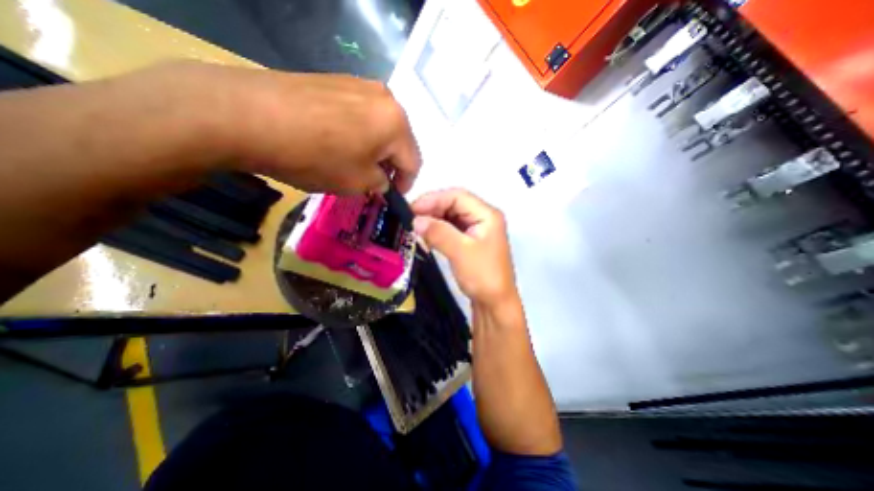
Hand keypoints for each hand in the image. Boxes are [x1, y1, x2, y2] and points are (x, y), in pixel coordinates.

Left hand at [159, 62, 423, 196]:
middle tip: (376, 181)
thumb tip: (382, 180)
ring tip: (357, 162)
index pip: (414, 162)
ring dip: (376, 148)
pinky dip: (360, 133)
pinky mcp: (337, 81)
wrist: (248, 115)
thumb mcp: (358, 183)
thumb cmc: (315, 157)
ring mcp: (360, 85)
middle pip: (400, 141)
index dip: (406, 184)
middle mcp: (385, 98)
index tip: (393, 196)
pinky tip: (340, 142)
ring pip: (381, 127)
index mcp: (396, 124)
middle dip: (392, 165)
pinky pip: (361, 114)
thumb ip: (381, 183)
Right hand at [413, 187, 512, 306]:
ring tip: (415, 226)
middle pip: (454, 204)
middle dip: (432, 209)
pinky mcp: (471, 241)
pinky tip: (426, 235)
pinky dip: (438, 230)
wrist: (495, 304)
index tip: (412, 209)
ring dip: (433, 220)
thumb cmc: (482, 276)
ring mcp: (477, 229)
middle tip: (410, 218)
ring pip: (451, 216)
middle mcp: (483, 217)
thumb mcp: (460, 252)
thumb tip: (415, 220)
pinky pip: (451, 229)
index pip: (457, 196)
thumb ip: (438, 232)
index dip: (433, 199)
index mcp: (487, 214)